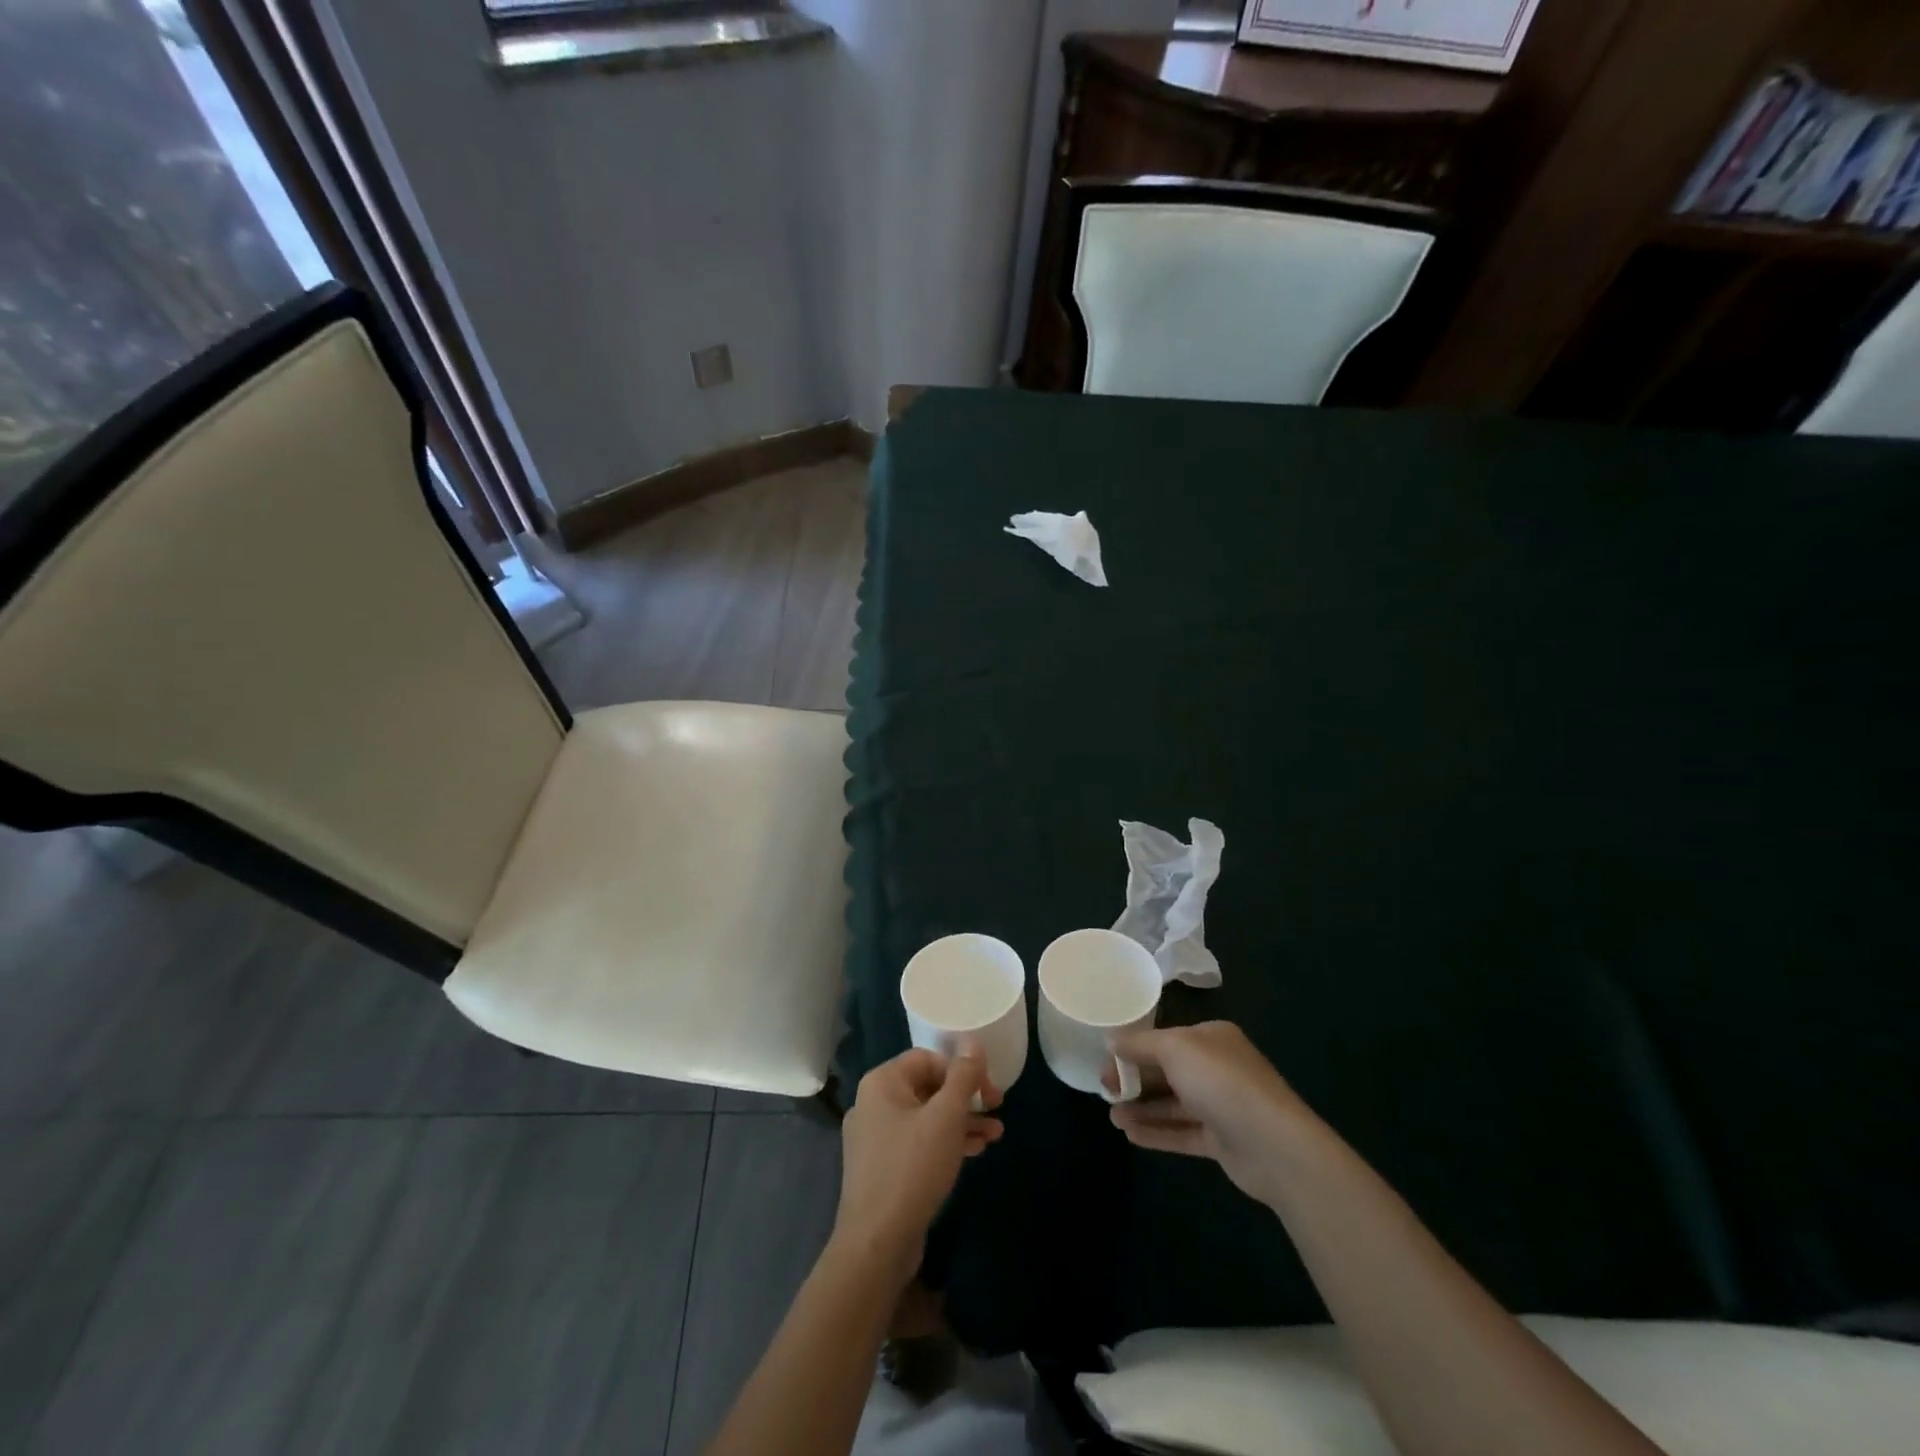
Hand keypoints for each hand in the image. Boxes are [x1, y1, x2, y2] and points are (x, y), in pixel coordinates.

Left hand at [831, 1046, 1003, 1284]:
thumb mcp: (946, 1117)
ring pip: (926, 1117)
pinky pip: (917, 1142)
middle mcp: (873, 1103)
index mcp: (882, 1082)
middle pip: (928, 1087)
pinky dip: (945, 1142)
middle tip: (998, 1109)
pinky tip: (974, 1152)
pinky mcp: (881, 1167)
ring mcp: (875, 1137)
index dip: (963, 1069)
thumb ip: (963, 1076)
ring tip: (996, 1136)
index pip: (928, 1058)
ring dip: (961, 1122)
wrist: (877, 1244)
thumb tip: (973, 1042)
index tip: (991, 1091)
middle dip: (966, 1098)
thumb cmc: (913, 1168)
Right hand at [1108, 1021, 1318, 1207]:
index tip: (1106, 1062)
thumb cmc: (1221, 1082)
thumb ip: (1140, 1044)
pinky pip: (1182, 1133)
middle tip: (1104, 1090)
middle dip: (1135, 1080)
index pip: (1165, 1039)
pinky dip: (1157, 1133)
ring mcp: (1220, 1106)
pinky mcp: (1222, 1141)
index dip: (1133, 1048)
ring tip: (1112, 1116)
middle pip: (1166, 1071)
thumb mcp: (1175, 1048)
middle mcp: (1217, 1068)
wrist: (1274, 1145)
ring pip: (1172, 1104)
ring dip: (1141, 1109)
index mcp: (1211, 1038)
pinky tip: (1130, 1135)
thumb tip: (1111, 1040)